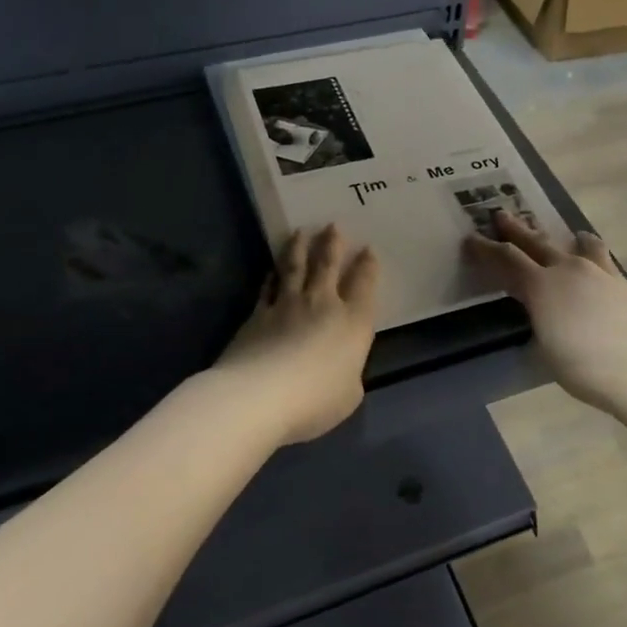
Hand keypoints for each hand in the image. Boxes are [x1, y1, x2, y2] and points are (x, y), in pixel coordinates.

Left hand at [215, 225, 379, 445]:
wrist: (260, 396)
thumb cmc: (316, 400)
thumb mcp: (348, 395)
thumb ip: (348, 374)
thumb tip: (341, 368)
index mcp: (354, 323)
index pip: (364, 285)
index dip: (367, 266)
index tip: (368, 249)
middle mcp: (323, 305)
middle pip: (328, 266)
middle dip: (332, 244)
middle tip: (332, 225)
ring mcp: (287, 305)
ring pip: (295, 268)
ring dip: (300, 248)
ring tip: (301, 232)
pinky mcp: (258, 314)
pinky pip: (268, 287)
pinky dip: (271, 276)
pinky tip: (272, 269)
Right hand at [464, 212, 626, 412]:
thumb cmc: (584, 368)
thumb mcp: (546, 348)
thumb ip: (539, 319)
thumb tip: (539, 309)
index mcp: (541, 286)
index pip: (507, 259)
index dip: (486, 249)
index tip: (471, 239)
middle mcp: (568, 270)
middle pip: (536, 242)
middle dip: (516, 229)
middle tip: (501, 215)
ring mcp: (599, 272)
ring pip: (576, 244)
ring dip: (562, 237)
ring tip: (567, 234)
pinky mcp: (622, 281)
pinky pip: (601, 257)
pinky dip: (591, 251)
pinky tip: (593, 256)